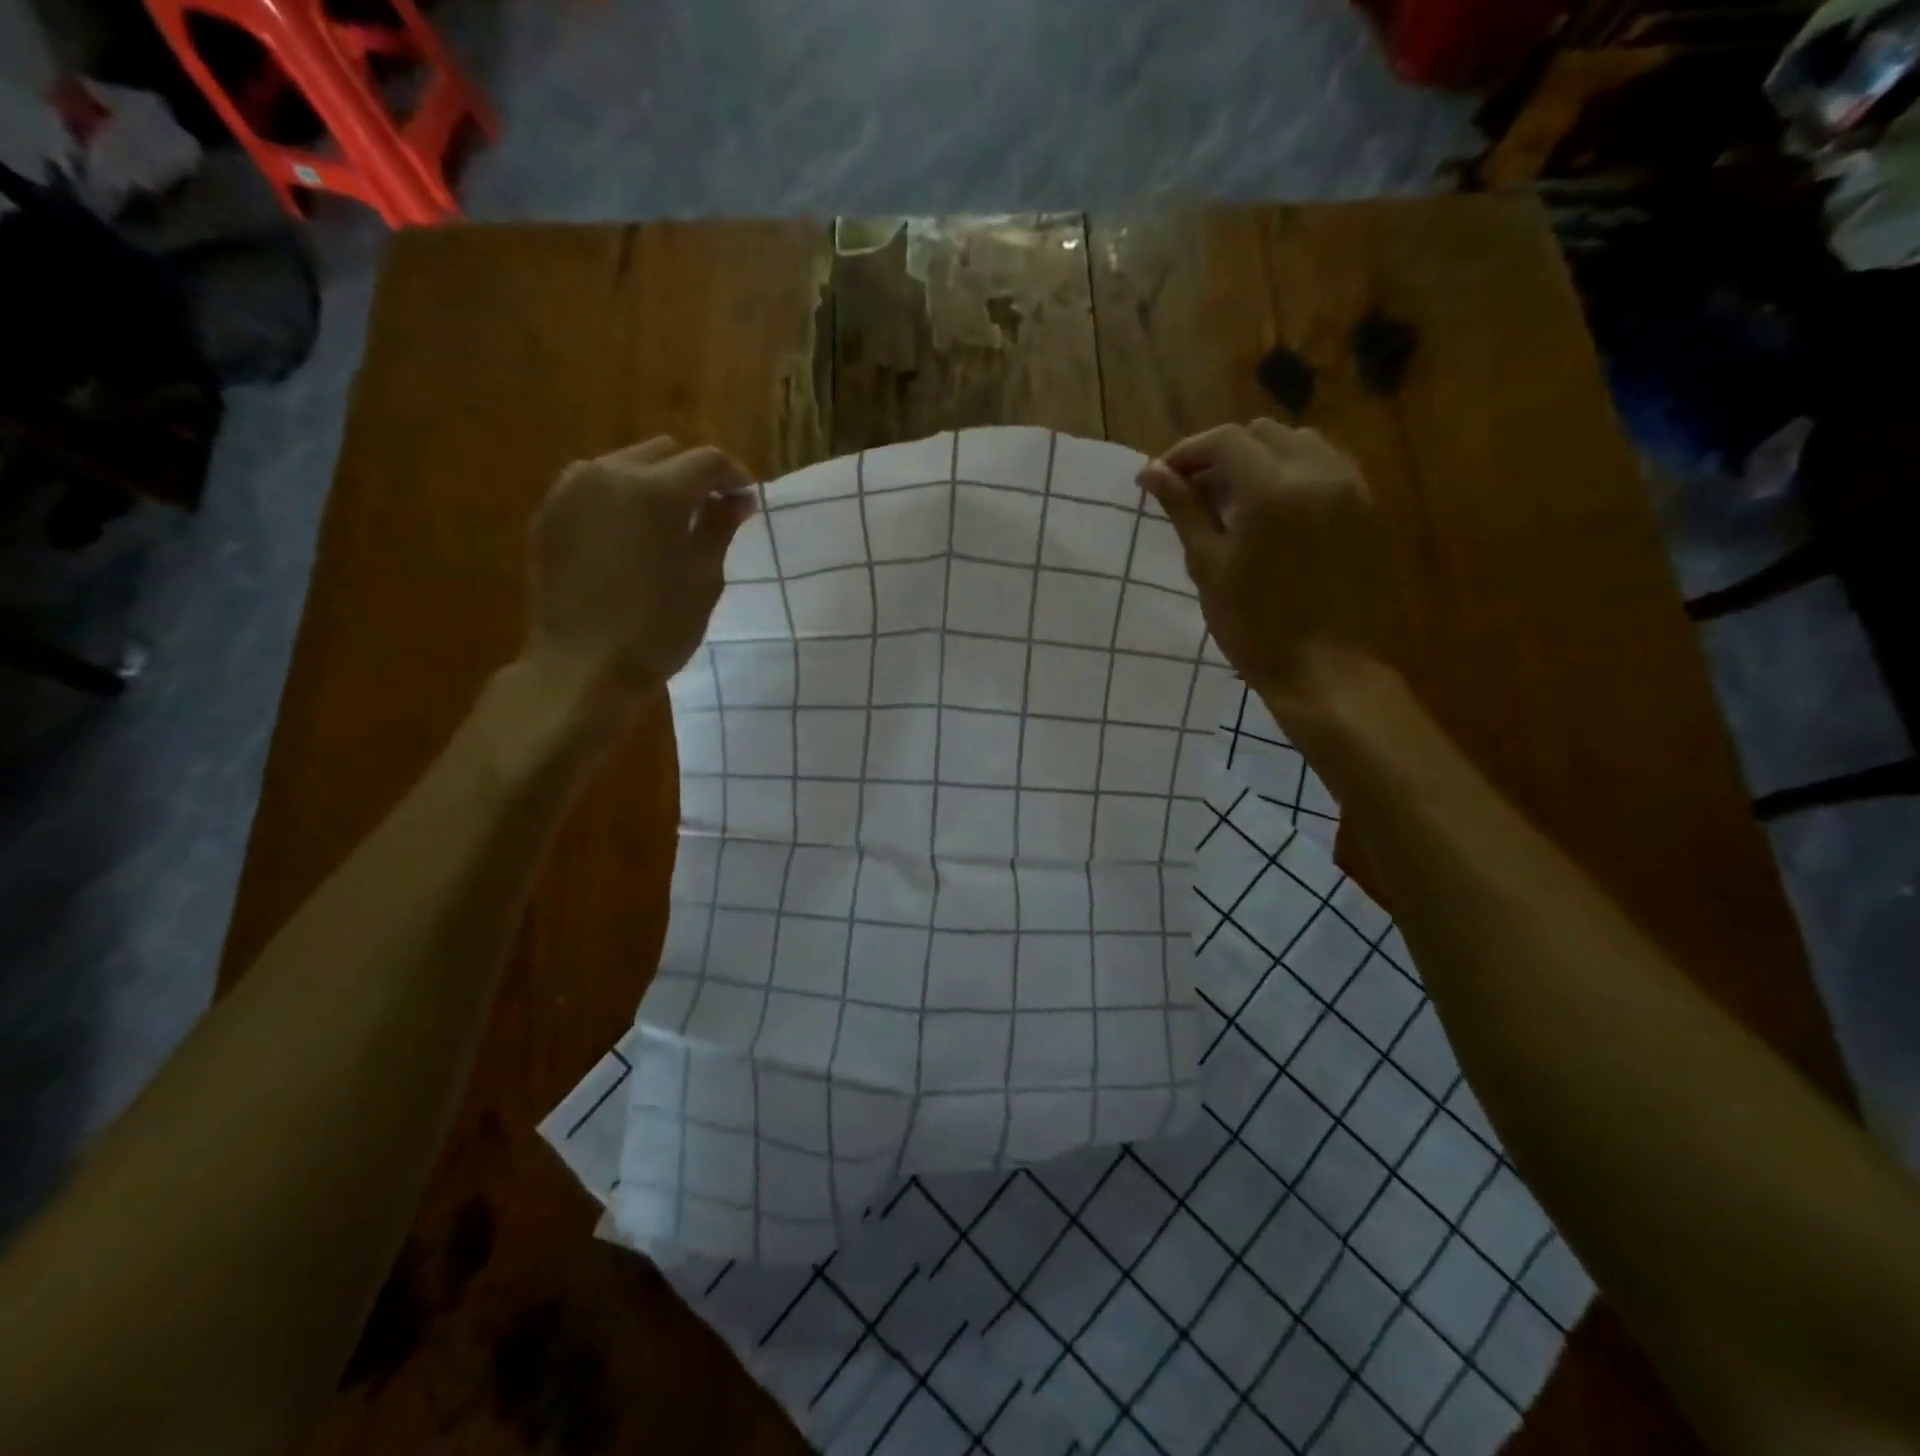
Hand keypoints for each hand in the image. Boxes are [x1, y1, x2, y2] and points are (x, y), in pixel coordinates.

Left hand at [523, 437, 754, 709]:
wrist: (581, 666)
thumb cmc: (657, 629)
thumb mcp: (704, 579)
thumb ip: (720, 527)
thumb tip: (738, 499)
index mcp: (655, 490)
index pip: (707, 461)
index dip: (734, 477)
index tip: (747, 501)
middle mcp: (609, 473)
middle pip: (664, 452)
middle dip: (693, 475)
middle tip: (711, 512)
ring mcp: (571, 490)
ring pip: (625, 463)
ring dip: (654, 482)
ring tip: (668, 523)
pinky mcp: (549, 512)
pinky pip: (594, 487)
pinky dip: (620, 499)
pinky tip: (630, 536)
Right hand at [1139, 419, 1389, 721]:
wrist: (1326, 669)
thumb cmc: (1254, 626)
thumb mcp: (1208, 566)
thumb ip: (1183, 510)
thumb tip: (1151, 472)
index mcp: (1272, 488)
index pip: (1225, 440)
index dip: (1187, 452)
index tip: (1162, 477)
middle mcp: (1318, 472)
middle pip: (1263, 433)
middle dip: (1223, 453)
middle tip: (1195, 491)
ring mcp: (1352, 488)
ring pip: (1300, 443)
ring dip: (1261, 458)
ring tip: (1235, 499)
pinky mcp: (1369, 509)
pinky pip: (1328, 468)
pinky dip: (1294, 474)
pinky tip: (1276, 512)